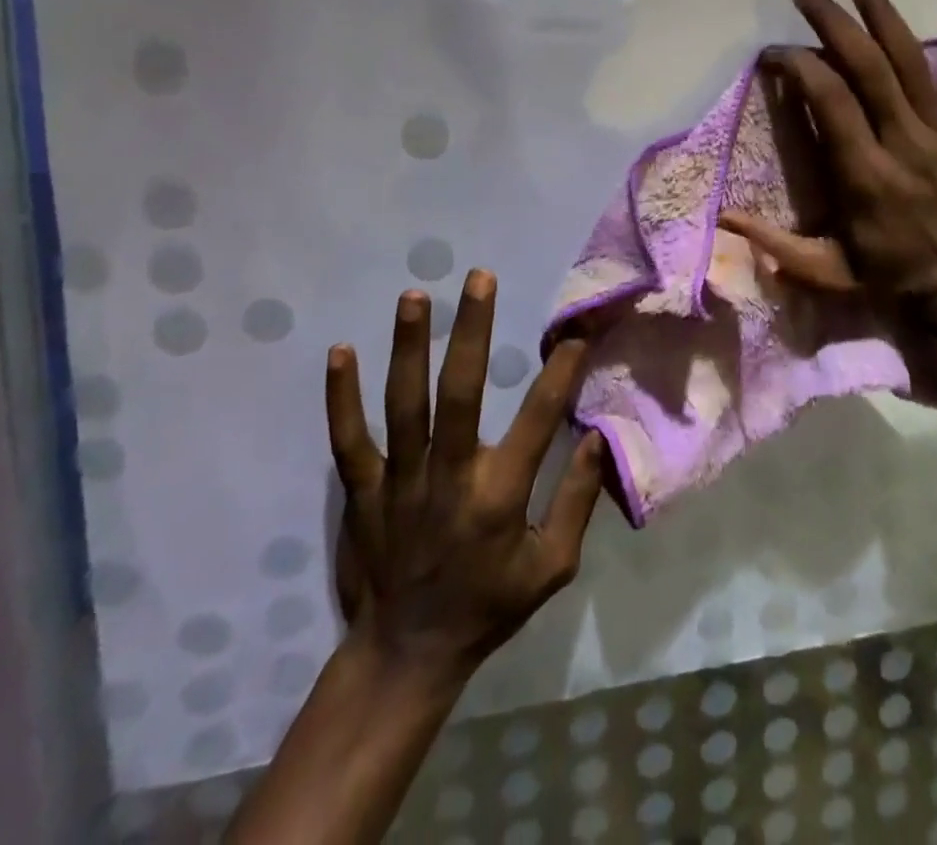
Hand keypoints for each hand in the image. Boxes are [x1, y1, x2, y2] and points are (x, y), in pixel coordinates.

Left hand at [325, 270, 603, 686]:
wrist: (405, 656)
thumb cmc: (488, 607)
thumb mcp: (551, 568)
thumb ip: (577, 501)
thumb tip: (597, 437)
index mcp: (499, 497)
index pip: (537, 419)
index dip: (560, 372)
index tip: (575, 332)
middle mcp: (448, 479)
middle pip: (459, 394)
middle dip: (471, 332)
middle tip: (479, 278)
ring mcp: (398, 483)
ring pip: (402, 405)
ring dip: (407, 347)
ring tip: (414, 296)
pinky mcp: (361, 492)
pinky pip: (348, 439)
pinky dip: (341, 397)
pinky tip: (339, 352)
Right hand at [727, 0, 936, 314]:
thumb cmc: (891, 277)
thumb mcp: (826, 271)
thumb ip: (775, 245)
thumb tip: (723, 219)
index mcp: (864, 174)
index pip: (829, 100)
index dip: (799, 66)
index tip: (776, 53)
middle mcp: (903, 142)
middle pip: (867, 67)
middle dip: (833, 24)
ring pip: (911, 61)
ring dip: (882, 14)